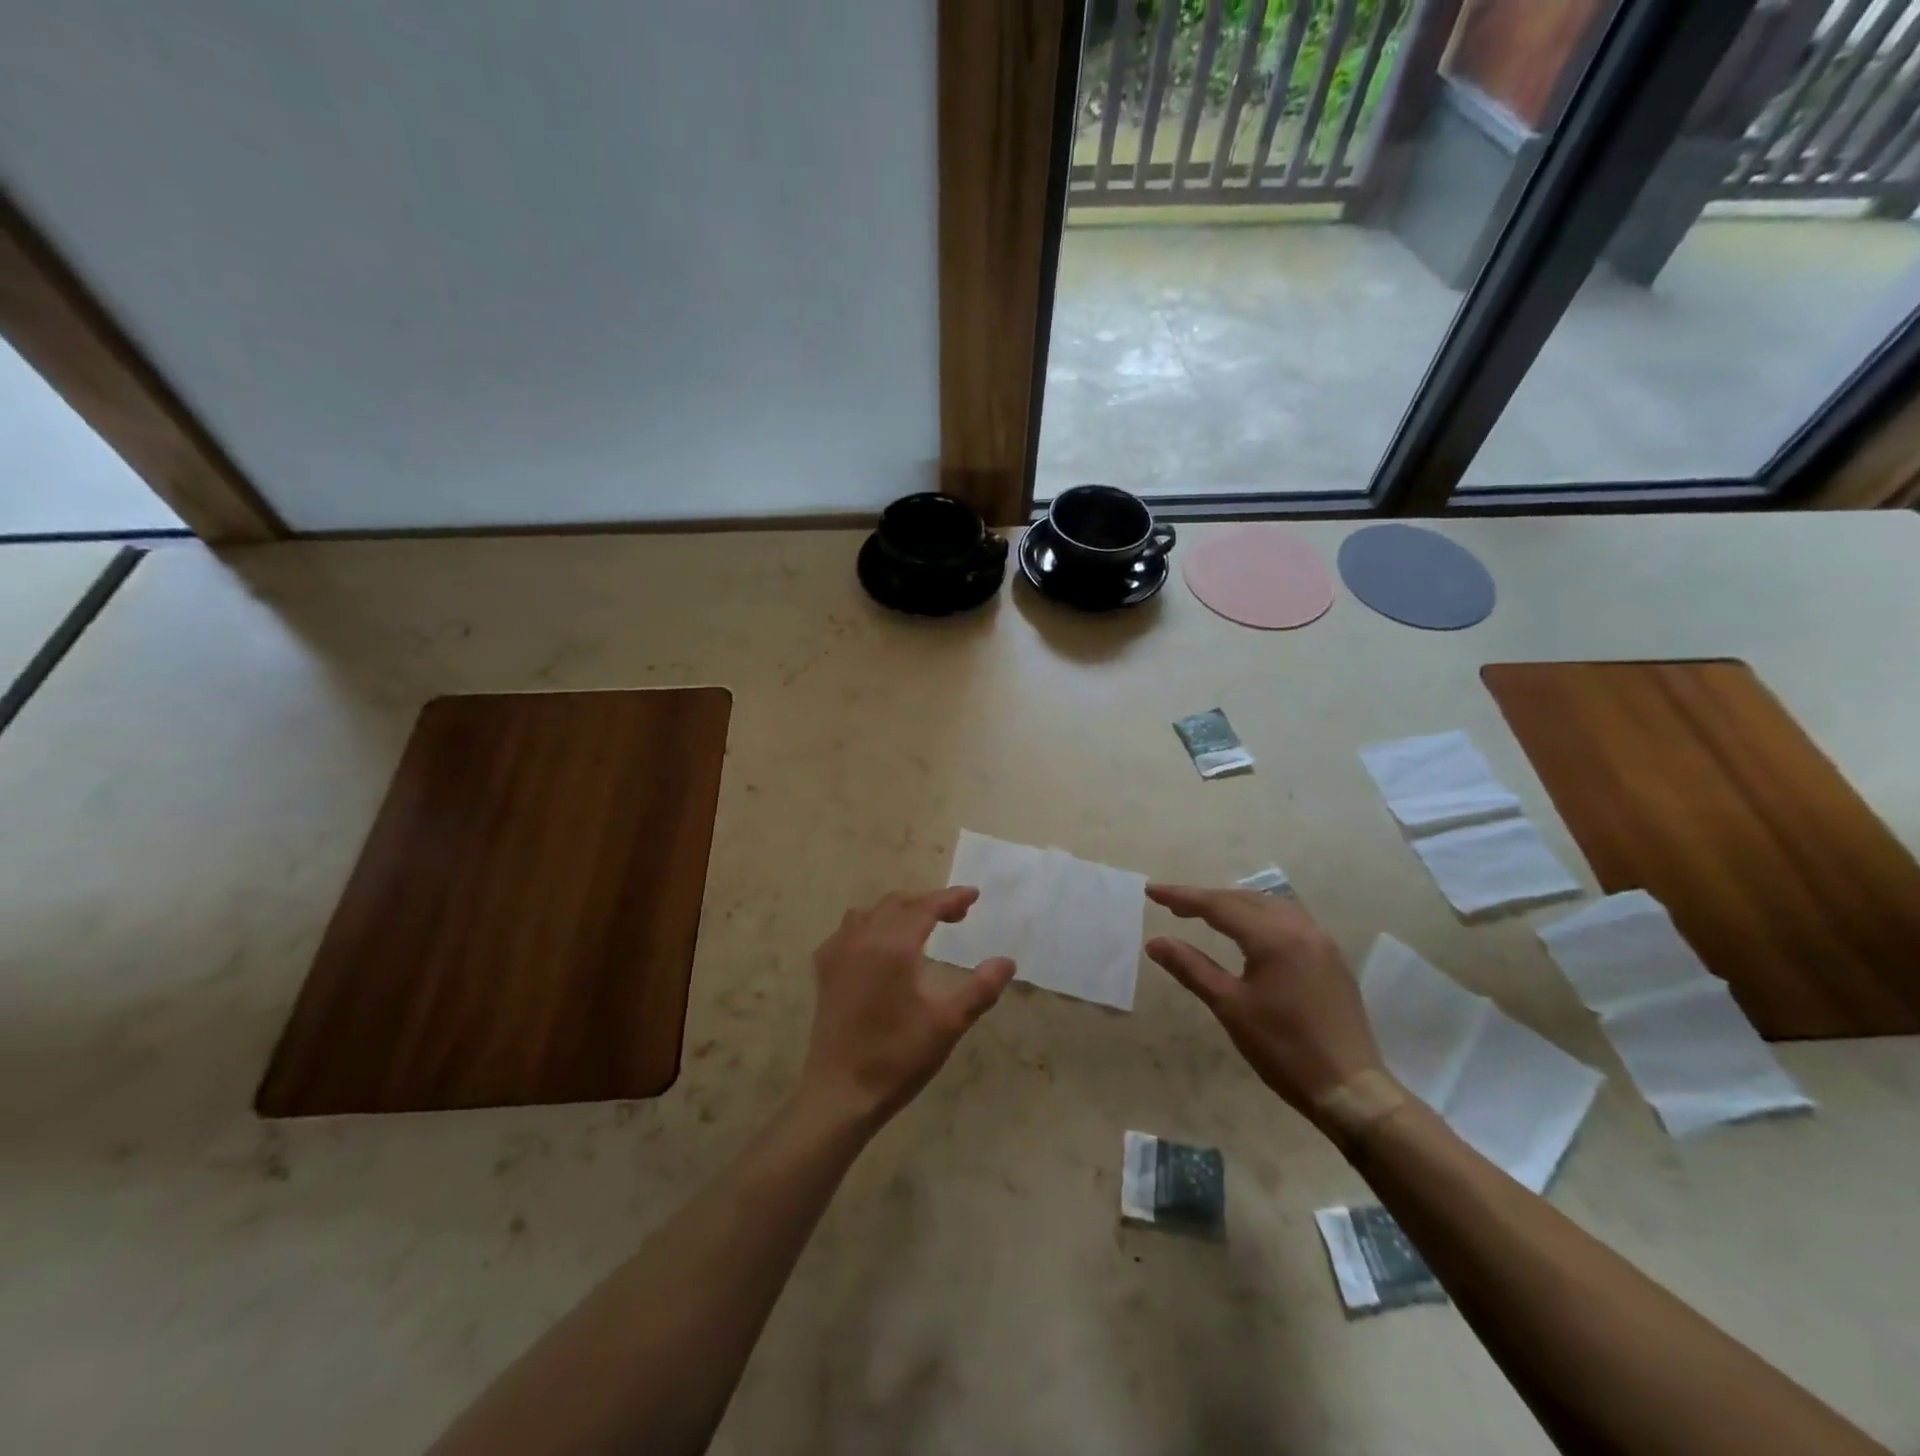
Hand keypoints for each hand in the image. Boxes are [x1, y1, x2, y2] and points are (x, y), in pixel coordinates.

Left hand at [799, 888, 1016, 1129]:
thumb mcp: (948, 1024)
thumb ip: (980, 989)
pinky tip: (878, 946)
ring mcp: (838, 952)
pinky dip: (870, 926)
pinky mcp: (825, 970)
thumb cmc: (898, 1058)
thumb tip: (1006, 962)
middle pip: (898, 903)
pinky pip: (848, 931)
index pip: (926, 907)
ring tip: (920, 926)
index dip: (951, 898)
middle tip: (957, 915)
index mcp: (893, 946)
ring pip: (871, 913)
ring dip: (898, 911)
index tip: (974, 895)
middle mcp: (863, 939)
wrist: (841, 1093)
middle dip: (928, 903)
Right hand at [1146, 885, 1395, 1133]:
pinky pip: (1289, 921)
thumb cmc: (1283, 1048)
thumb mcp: (1229, 1007)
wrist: (1350, 1089)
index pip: (1218, 905)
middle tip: (1173, 905)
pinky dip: (1259, 917)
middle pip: (1245, 899)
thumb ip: (1191, 967)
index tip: (1152, 891)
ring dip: (1235, 905)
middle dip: (1207, 899)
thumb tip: (1155, 942)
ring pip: (1270, 906)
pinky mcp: (1331, 958)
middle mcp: (1300, 928)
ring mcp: (1321, 941)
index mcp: (1274, 937)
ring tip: (1205, 914)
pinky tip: (1248, 932)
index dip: (1182, 897)